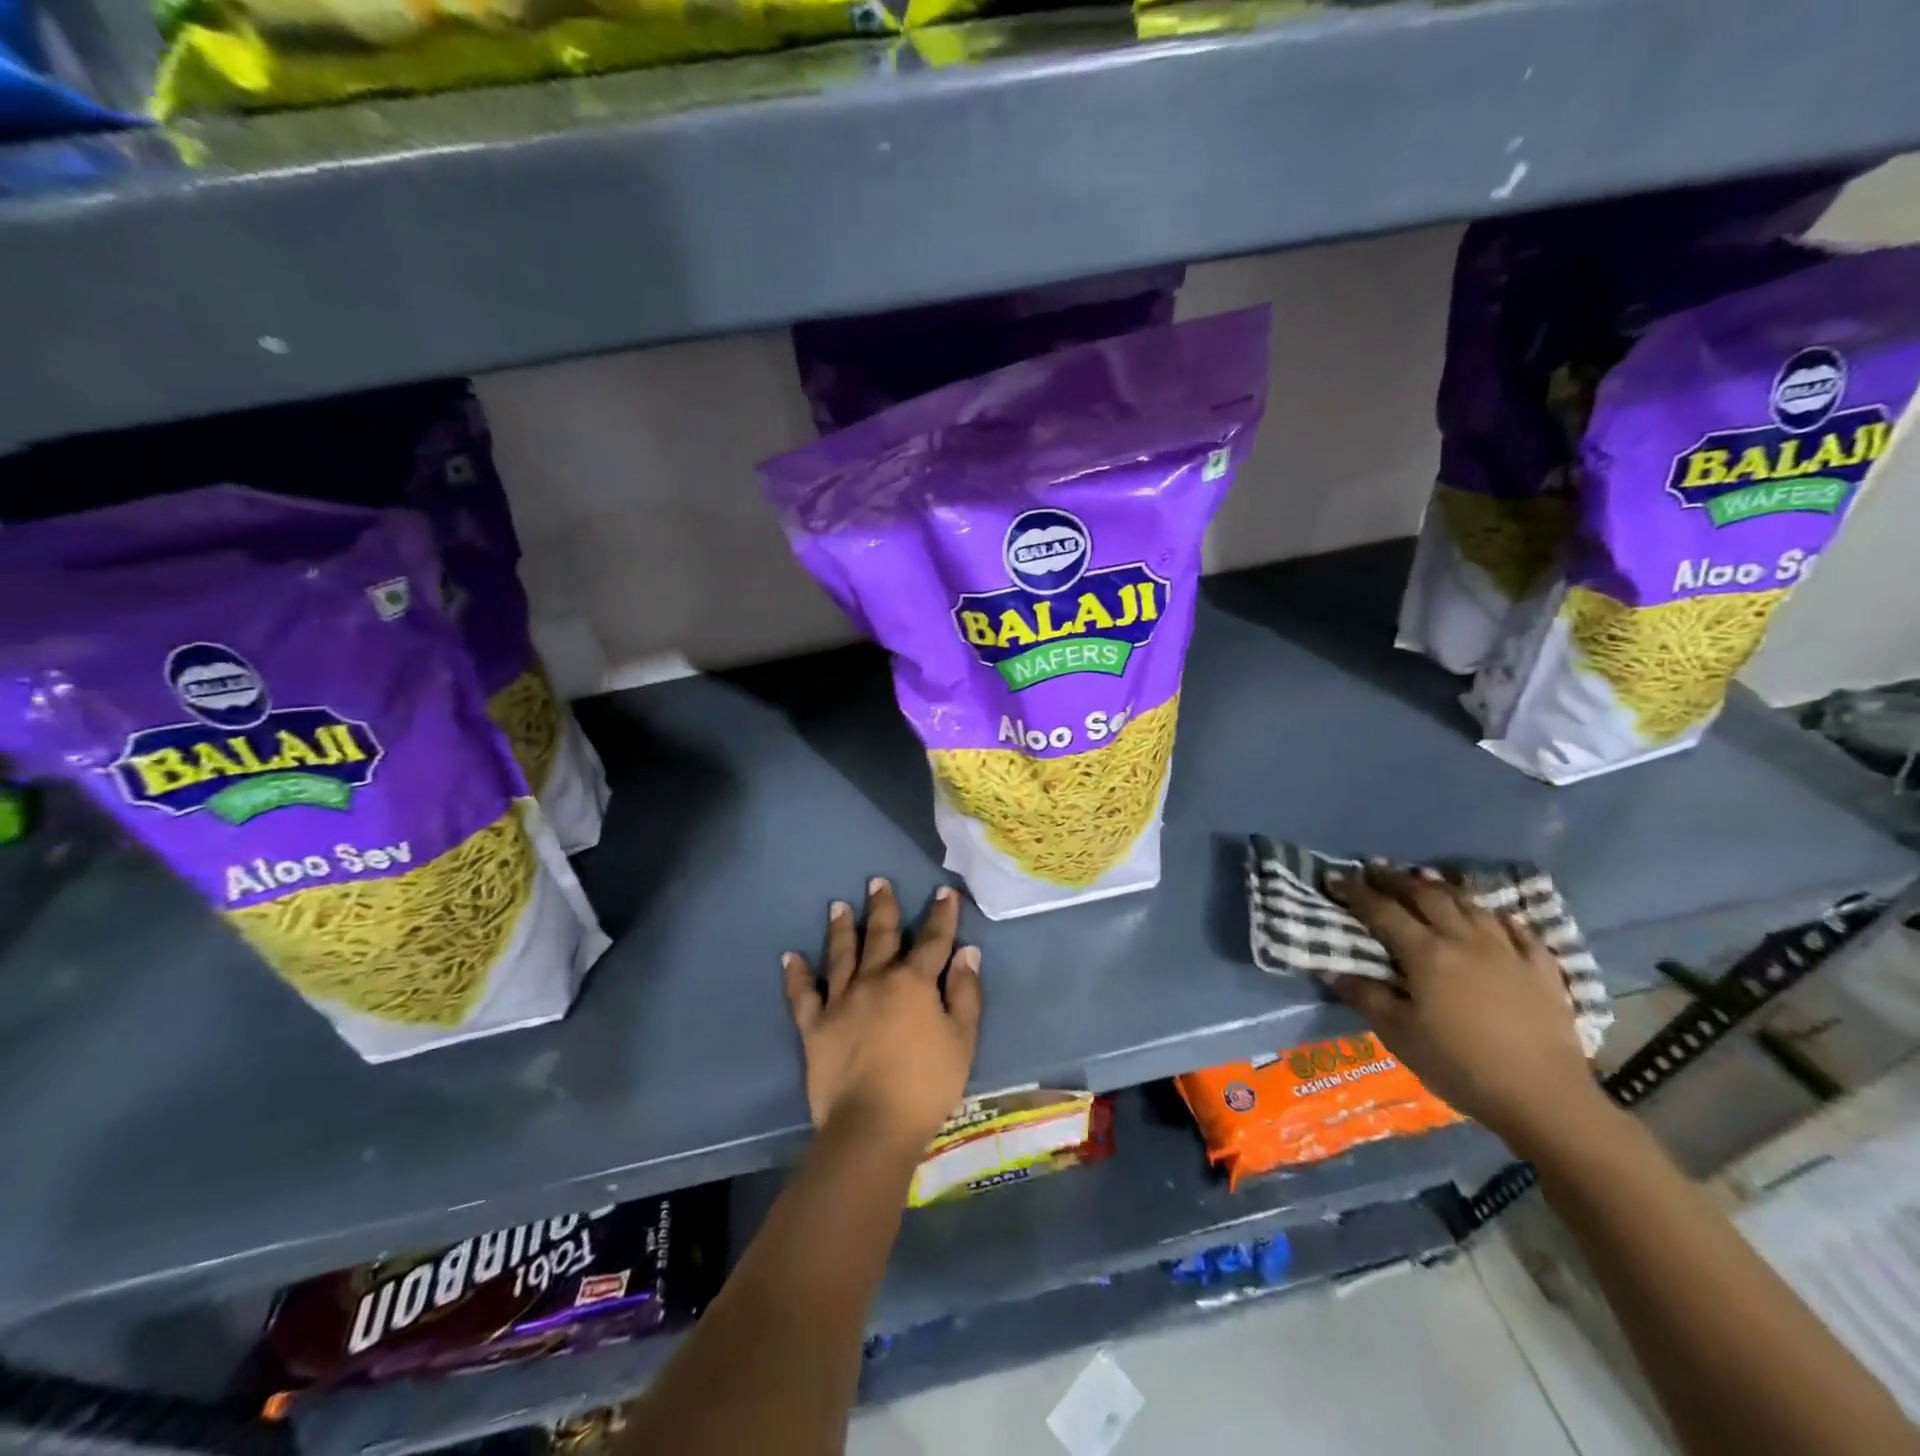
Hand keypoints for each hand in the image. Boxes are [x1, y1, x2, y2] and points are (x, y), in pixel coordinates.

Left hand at [782, 878, 982, 1158]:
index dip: (941, 915)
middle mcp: (875, 980)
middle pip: (881, 936)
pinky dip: (796, 974)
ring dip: (842, 928)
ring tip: (838, 906)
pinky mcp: (814, 1025)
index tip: (943, 891)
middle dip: (883, 906)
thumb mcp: (962, 1040)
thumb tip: (966, 952)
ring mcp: (841, 1000)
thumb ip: (964, 993)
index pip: (933, 940)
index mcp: (913, 982)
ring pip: (841, 954)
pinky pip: (803, 994)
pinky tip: (790, 956)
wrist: (873, 1124)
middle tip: (877, 881)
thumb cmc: (926, 1084)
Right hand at [1323, 863, 1604, 1151]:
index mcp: (1426, 953)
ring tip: (1426, 882)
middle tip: (1376, 870)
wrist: (1546, 1100)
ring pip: (1471, 904)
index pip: (1382, 911)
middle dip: (1397, 879)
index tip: (1334, 878)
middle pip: (1427, 896)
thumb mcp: (1399, 1036)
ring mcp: (1508, 952)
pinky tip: (1491, 916)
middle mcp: (1465, 940)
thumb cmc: (1461, 1066)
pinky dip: (1497, 916)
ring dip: (1443, 889)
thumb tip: (1333, 971)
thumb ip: (1366, 997)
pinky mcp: (1542, 970)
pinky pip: (1518, 929)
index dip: (1356, 892)